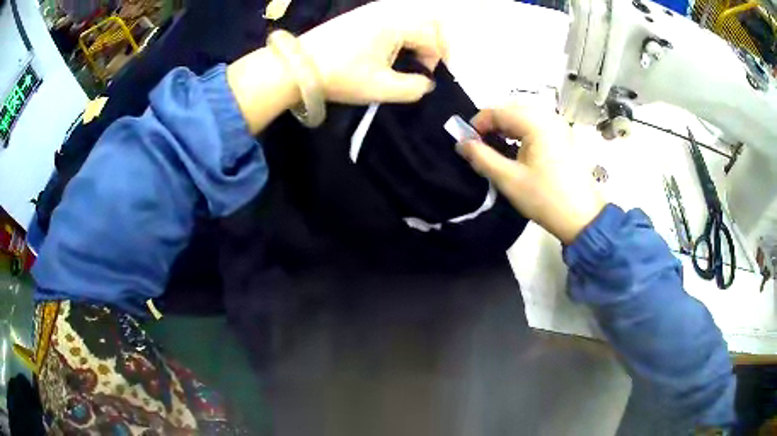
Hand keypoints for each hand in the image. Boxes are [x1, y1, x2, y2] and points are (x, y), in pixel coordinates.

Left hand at [227, 1, 443, 133]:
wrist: (297, 67)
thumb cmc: (341, 76)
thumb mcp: (381, 88)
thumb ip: (414, 88)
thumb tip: (426, 82)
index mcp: (396, 23)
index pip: (433, 36)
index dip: (435, 59)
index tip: (424, 77)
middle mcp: (388, 10)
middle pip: (427, 20)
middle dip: (434, 43)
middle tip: (426, 65)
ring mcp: (372, 10)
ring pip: (411, 18)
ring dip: (418, 38)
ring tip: (410, 60)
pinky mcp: (361, 15)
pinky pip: (394, 18)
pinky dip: (402, 33)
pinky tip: (392, 50)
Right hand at [456, 106, 604, 243]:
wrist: (582, 218)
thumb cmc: (545, 198)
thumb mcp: (509, 179)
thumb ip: (481, 158)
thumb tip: (462, 144)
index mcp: (536, 122)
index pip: (497, 111)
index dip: (477, 124)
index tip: (467, 144)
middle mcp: (548, 116)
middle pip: (511, 110)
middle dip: (492, 126)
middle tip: (480, 147)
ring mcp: (559, 126)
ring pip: (523, 117)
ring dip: (506, 129)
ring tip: (496, 149)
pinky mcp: (564, 137)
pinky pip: (536, 126)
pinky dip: (521, 133)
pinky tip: (517, 150)